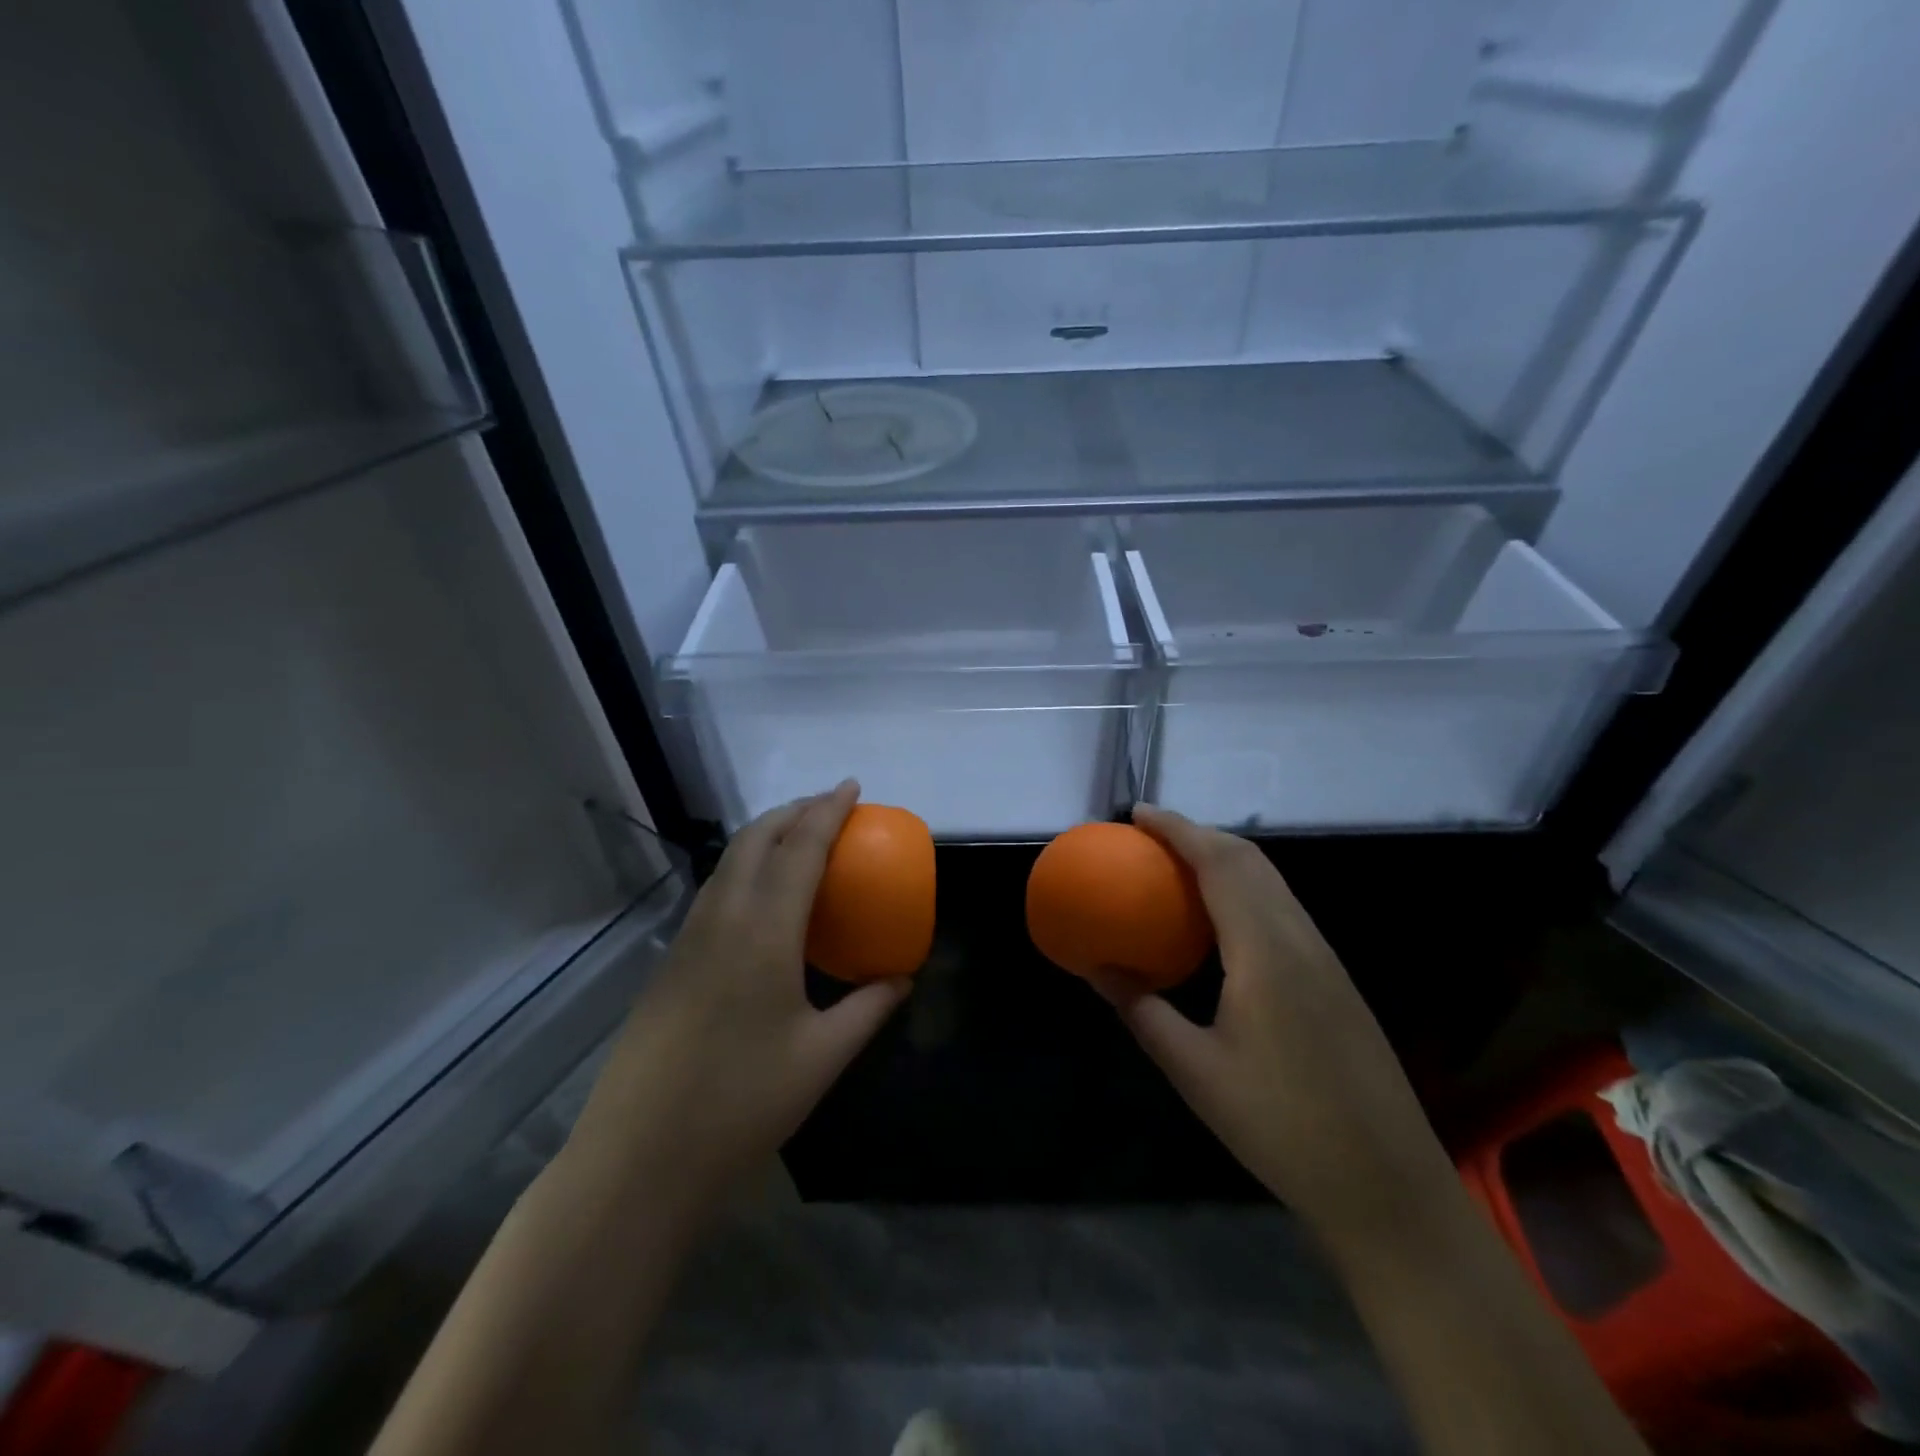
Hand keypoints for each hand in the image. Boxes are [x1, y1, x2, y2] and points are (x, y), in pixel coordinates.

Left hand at [564, 782, 910, 1214]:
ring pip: (729, 861)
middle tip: (830, 806)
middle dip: (794, 810)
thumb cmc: (741, 1104)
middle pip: (756, 840)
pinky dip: (745, 867)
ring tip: (799, 838)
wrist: (638, 1159)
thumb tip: (902, 978)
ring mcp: (688, 938)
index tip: (852, 787)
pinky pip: (715, 890)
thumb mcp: (822, 1057)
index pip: (800, 849)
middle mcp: (722, 919)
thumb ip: (868, 1008)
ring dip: (766, 835)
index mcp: (763, 932)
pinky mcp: (671, 961)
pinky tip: (762, 897)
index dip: (828, 811)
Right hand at [1094, 805, 1454, 1234]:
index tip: (1137, 813)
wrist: (1388, 1186)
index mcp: (1266, 952)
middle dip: (1198, 834)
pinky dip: (1244, 888)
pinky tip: (1220, 918)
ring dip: (1224, 858)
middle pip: (1250, 860)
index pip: (1220, 864)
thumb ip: (1142, 1011)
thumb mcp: (1195, 1072)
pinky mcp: (1334, 978)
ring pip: (1271, 881)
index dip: (1178, 830)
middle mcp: (1300, 939)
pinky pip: (1282, 908)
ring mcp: (1325, 958)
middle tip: (1148, 836)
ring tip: (1176, 865)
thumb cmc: (1283, 1127)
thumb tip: (1095, 968)